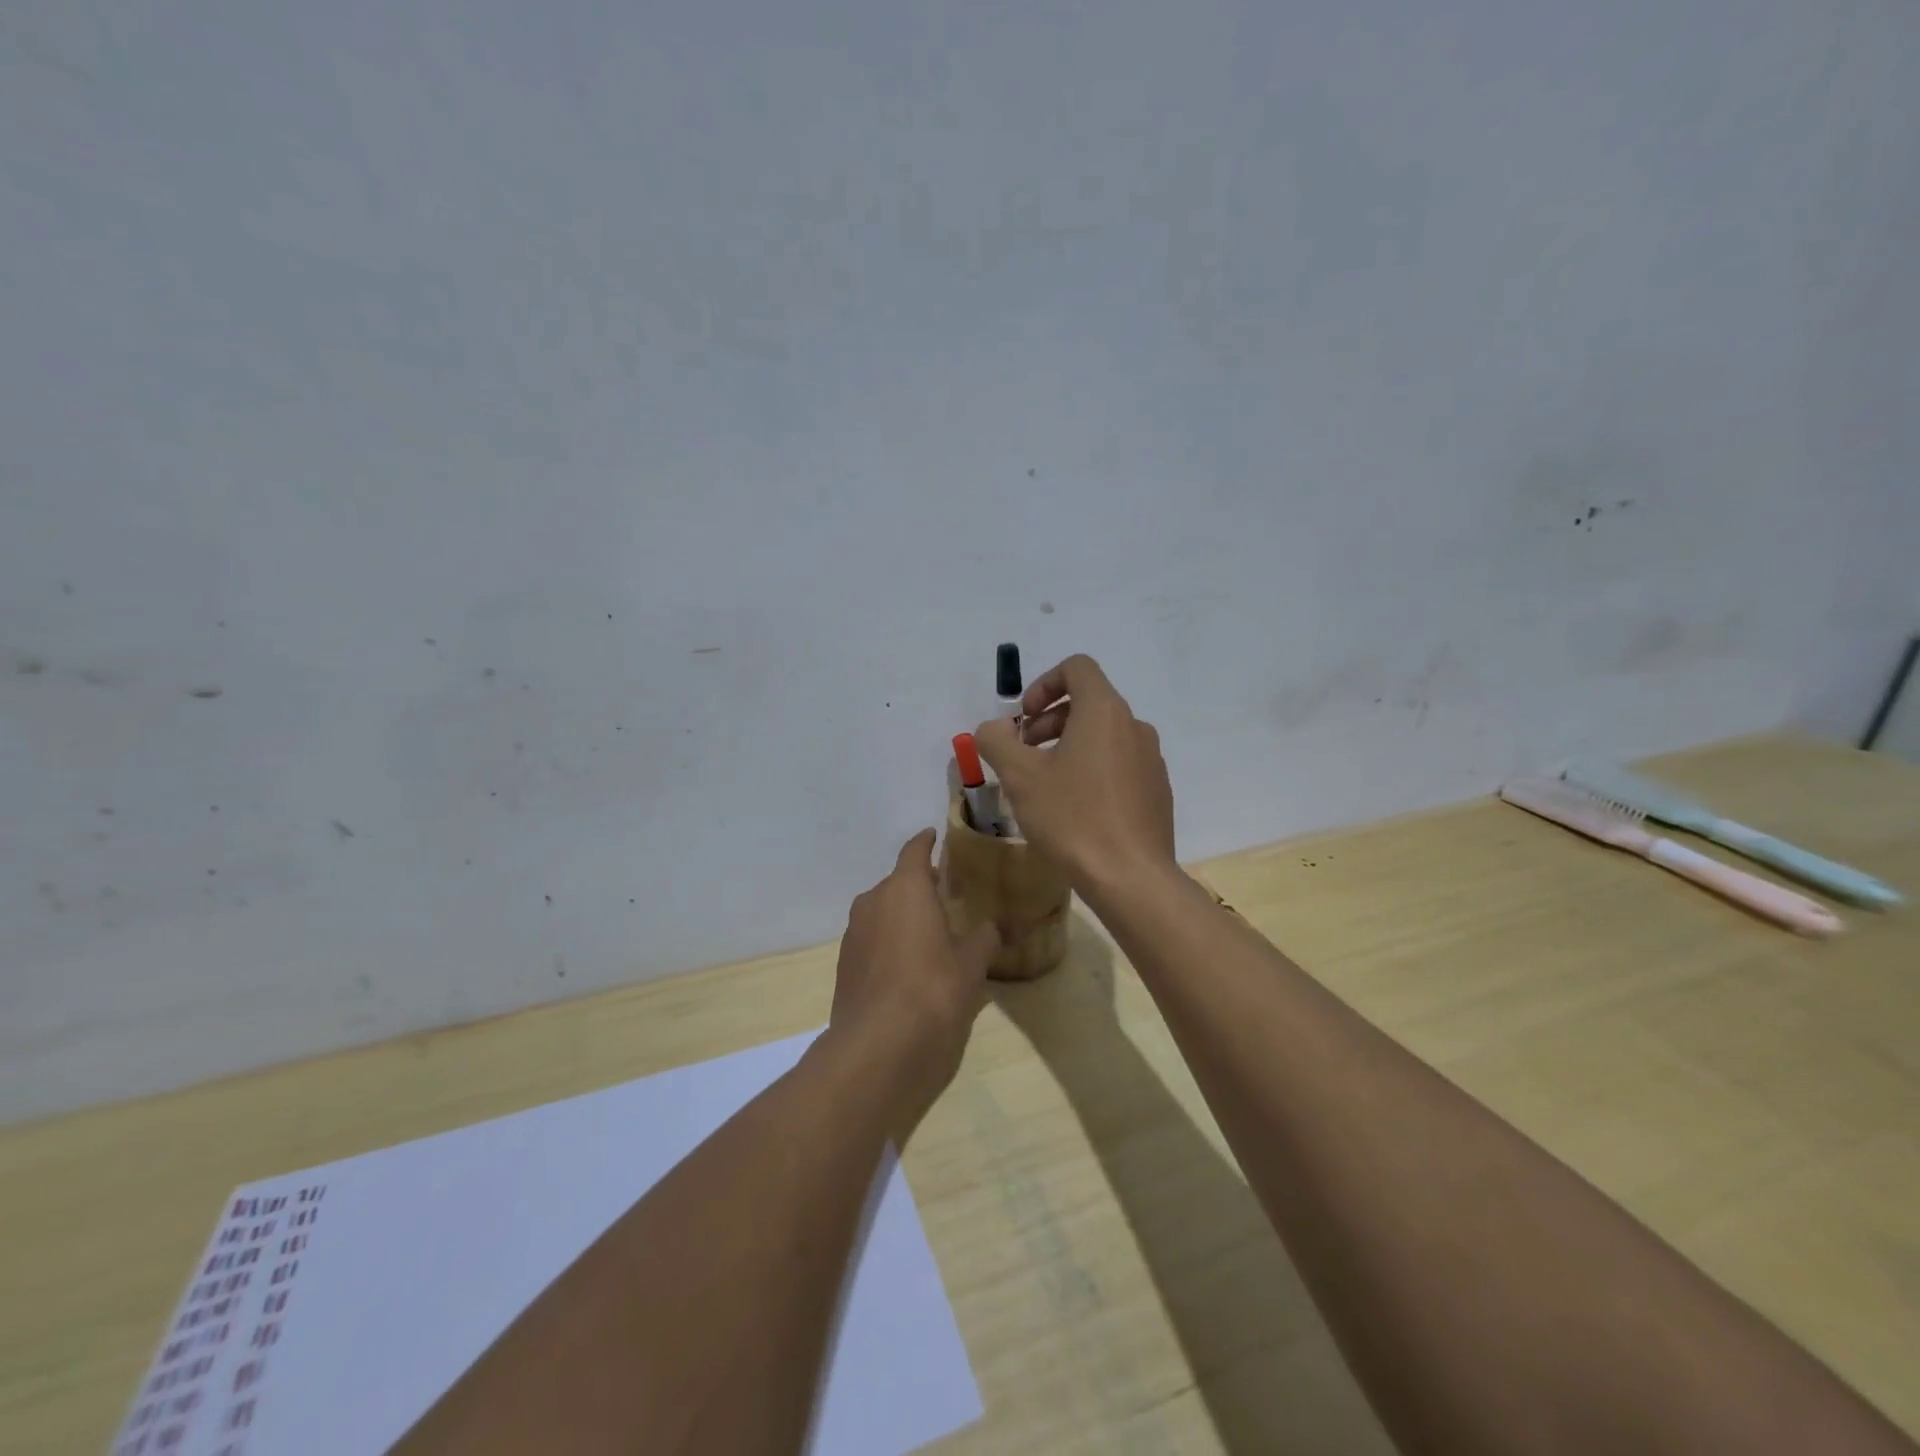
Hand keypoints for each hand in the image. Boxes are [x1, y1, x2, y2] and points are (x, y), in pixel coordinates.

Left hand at [828, 830, 998, 1114]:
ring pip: (881, 912)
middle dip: (918, 886)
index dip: (925, 842)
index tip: (934, 836)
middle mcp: (873, 901)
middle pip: (897, 883)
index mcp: (905, 888)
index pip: (914, 851)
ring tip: (927, 932)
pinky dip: (888, 942)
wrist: (878, 1046)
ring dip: (901, 916)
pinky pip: (871, 940)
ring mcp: (853, 933)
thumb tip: (992, 928)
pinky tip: (906, 966)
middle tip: (943, 895)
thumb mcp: (971, 965)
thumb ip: (983, 939)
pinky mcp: (844, 964)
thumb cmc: (933, 991)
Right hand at [974, 654, 1176, 893]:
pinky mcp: (1157, 790)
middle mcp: (1134, 726)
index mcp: (1104, 711)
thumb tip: (993, 728)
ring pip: (1104, 735)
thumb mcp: (1019, 777)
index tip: (1024, 719)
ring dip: (1069, 745)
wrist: (1130, 877)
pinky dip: (1093, 769)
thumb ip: (997, 741)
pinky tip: (1075, 808)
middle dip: (1050, 720)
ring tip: (1045, 783)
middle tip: (1024, 753)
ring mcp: (1151, 759)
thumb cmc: (1072, 818)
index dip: (1044, 684)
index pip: (1077, 667)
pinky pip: (1120, 763)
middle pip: (1089, 701)